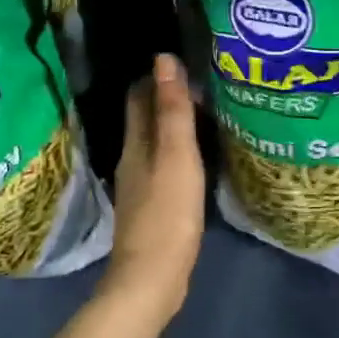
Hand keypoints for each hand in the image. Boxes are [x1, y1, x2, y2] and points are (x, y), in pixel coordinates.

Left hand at [101, 54, 204, 321]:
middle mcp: (132, 160)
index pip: (139, 97)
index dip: (157, 76)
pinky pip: (164, 168)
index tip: (185, 61)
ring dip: (173, 127)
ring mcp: (140, 187)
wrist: (152, 278)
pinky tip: (197, 159)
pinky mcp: (152, 209)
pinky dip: (178, 154)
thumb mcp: (176, 156)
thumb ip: (172, 110)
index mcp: (136, 144)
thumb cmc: (167, 213)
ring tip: (205, 115)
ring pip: (155, 144)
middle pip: (145, 119)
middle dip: (166, 98)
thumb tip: (163, 59)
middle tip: (203, 84)